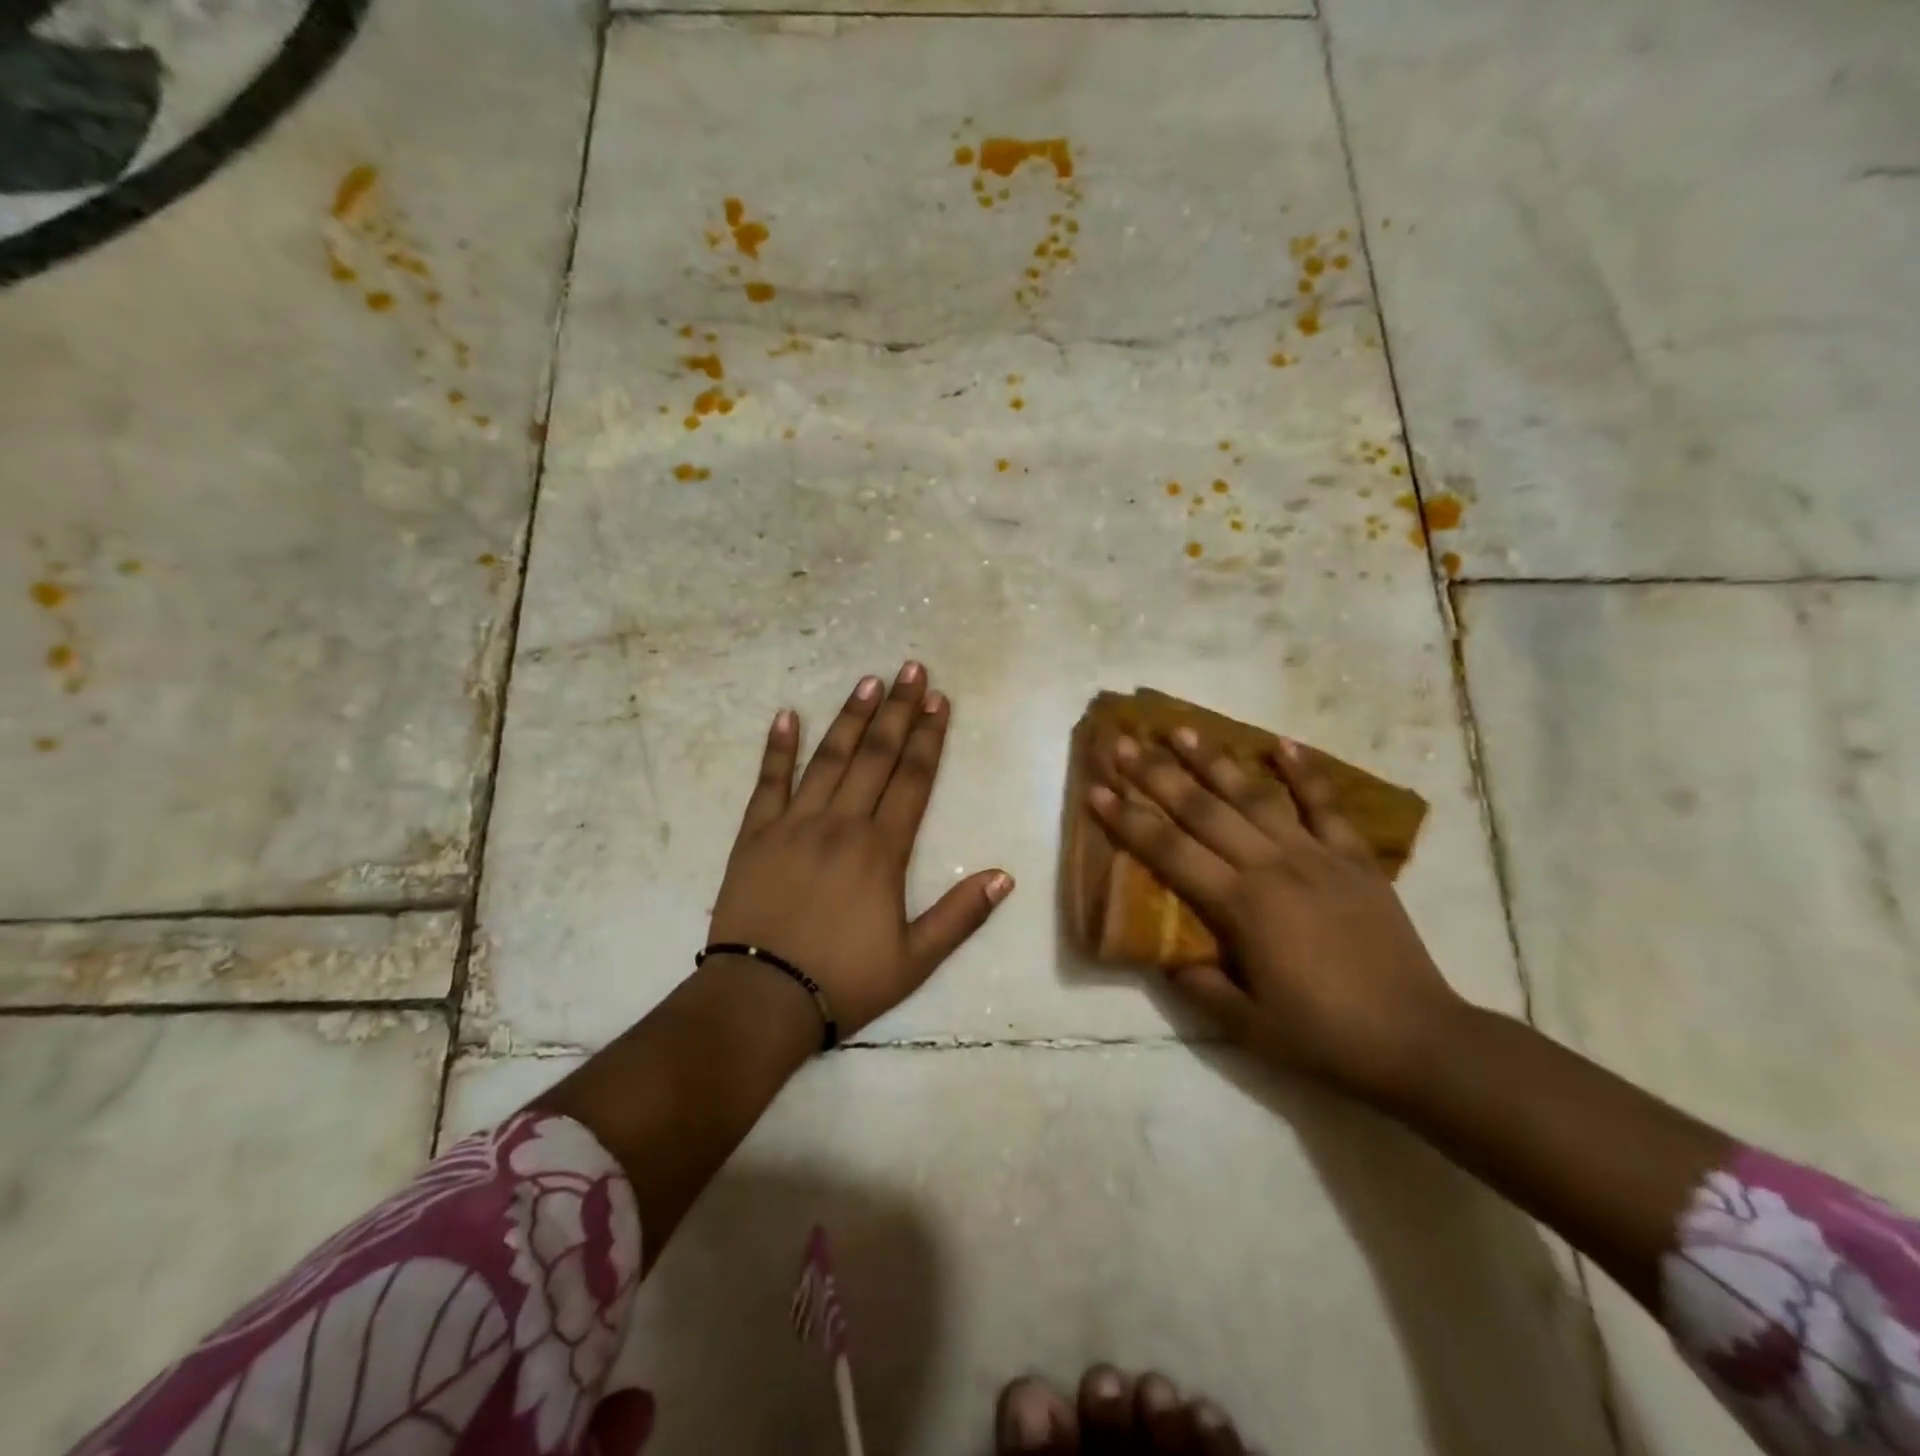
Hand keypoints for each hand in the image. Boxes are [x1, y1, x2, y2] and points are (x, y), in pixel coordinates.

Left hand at [708, 662, 1014, 1037]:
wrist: (761, 999)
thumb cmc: (844, 980)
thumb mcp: (915, 959)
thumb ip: (960, 915)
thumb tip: (1005, 875)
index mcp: (881, 850)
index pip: (914, 779)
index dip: (930, 737)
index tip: (940, 700)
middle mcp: (841, 824)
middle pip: (876, 756)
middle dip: (898, 710)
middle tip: (912, 669)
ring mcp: (794, 824)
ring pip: (828, 758)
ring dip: (851, 717)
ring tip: (869, 681)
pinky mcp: (755, 835)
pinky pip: (768, 782)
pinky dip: (777, 748)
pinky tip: (786, 715)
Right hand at [1088, 729, 1462, 1100]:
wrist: (1419, 1040)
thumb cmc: (1325, 1037)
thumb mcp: (1248, 1027)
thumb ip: (1198, 985)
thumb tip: (1167, 955)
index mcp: (1242, 906)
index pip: (1170, 852)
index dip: (1129, 820)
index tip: (1096, 790)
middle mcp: (1273, 867)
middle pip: (1204, 810)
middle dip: (1158, 774)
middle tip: (1124, 742)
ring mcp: (1317, 857)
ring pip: (1255, 796)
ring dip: (1215, 761)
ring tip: (1182, 730)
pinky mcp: (1354, 859)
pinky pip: (1324, 806)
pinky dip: (1304, 772)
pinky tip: (1281, 744)